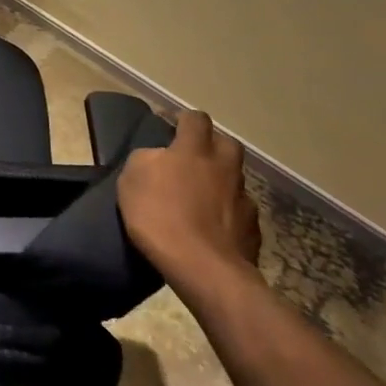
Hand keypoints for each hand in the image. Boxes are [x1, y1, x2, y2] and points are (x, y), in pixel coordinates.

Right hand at [117, 110, 260, 295]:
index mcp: (194, 150)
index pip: (195, 119)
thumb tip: (159, 157)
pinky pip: (240, 212)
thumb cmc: (159, 216)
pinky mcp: (253, 228)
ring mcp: (243, 198)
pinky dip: (229, 215)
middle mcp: (224, 167)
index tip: (173, 129)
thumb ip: (147, 159)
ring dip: (221, 182)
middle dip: (212, 146)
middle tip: (193, 161)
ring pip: (235, 179)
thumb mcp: (131, 179)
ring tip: (202, 199)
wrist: (202, 267)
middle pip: (226, 143)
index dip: (184, 121)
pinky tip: (214, 228)